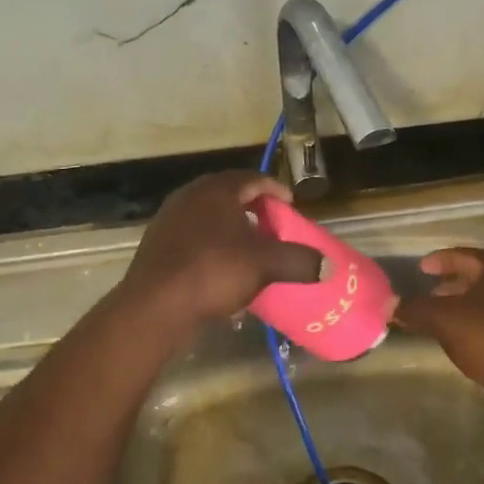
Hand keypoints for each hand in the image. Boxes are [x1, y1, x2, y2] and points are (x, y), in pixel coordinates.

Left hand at [121, 173, 322, 337]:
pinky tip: (221, 269)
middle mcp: (189, 196)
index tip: (289, 205)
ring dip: (230, 229)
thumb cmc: (213, 271)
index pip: (252, 178)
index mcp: (216, 190)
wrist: (155, 305)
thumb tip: (329, 266)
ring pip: (208, 217)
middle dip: (252, 209)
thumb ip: (299, 261)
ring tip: (249, 248)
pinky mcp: (157, 245)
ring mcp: (169, 220)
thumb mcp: (265, 264)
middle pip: (228, 195)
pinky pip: (192, 237)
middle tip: (271, 225)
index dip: (274, 189)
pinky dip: (211, 246)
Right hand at [394, 249, 483, 407]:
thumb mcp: (448, 322)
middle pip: (478, 276)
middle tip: (431, 295)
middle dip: (452, 285)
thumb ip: (418, 310)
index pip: (464, 254)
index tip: (422, 269)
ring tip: (445, 321)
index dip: (440, 260)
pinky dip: (480, 322)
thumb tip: (388, 304)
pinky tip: (469, 340)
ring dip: (465, 306)